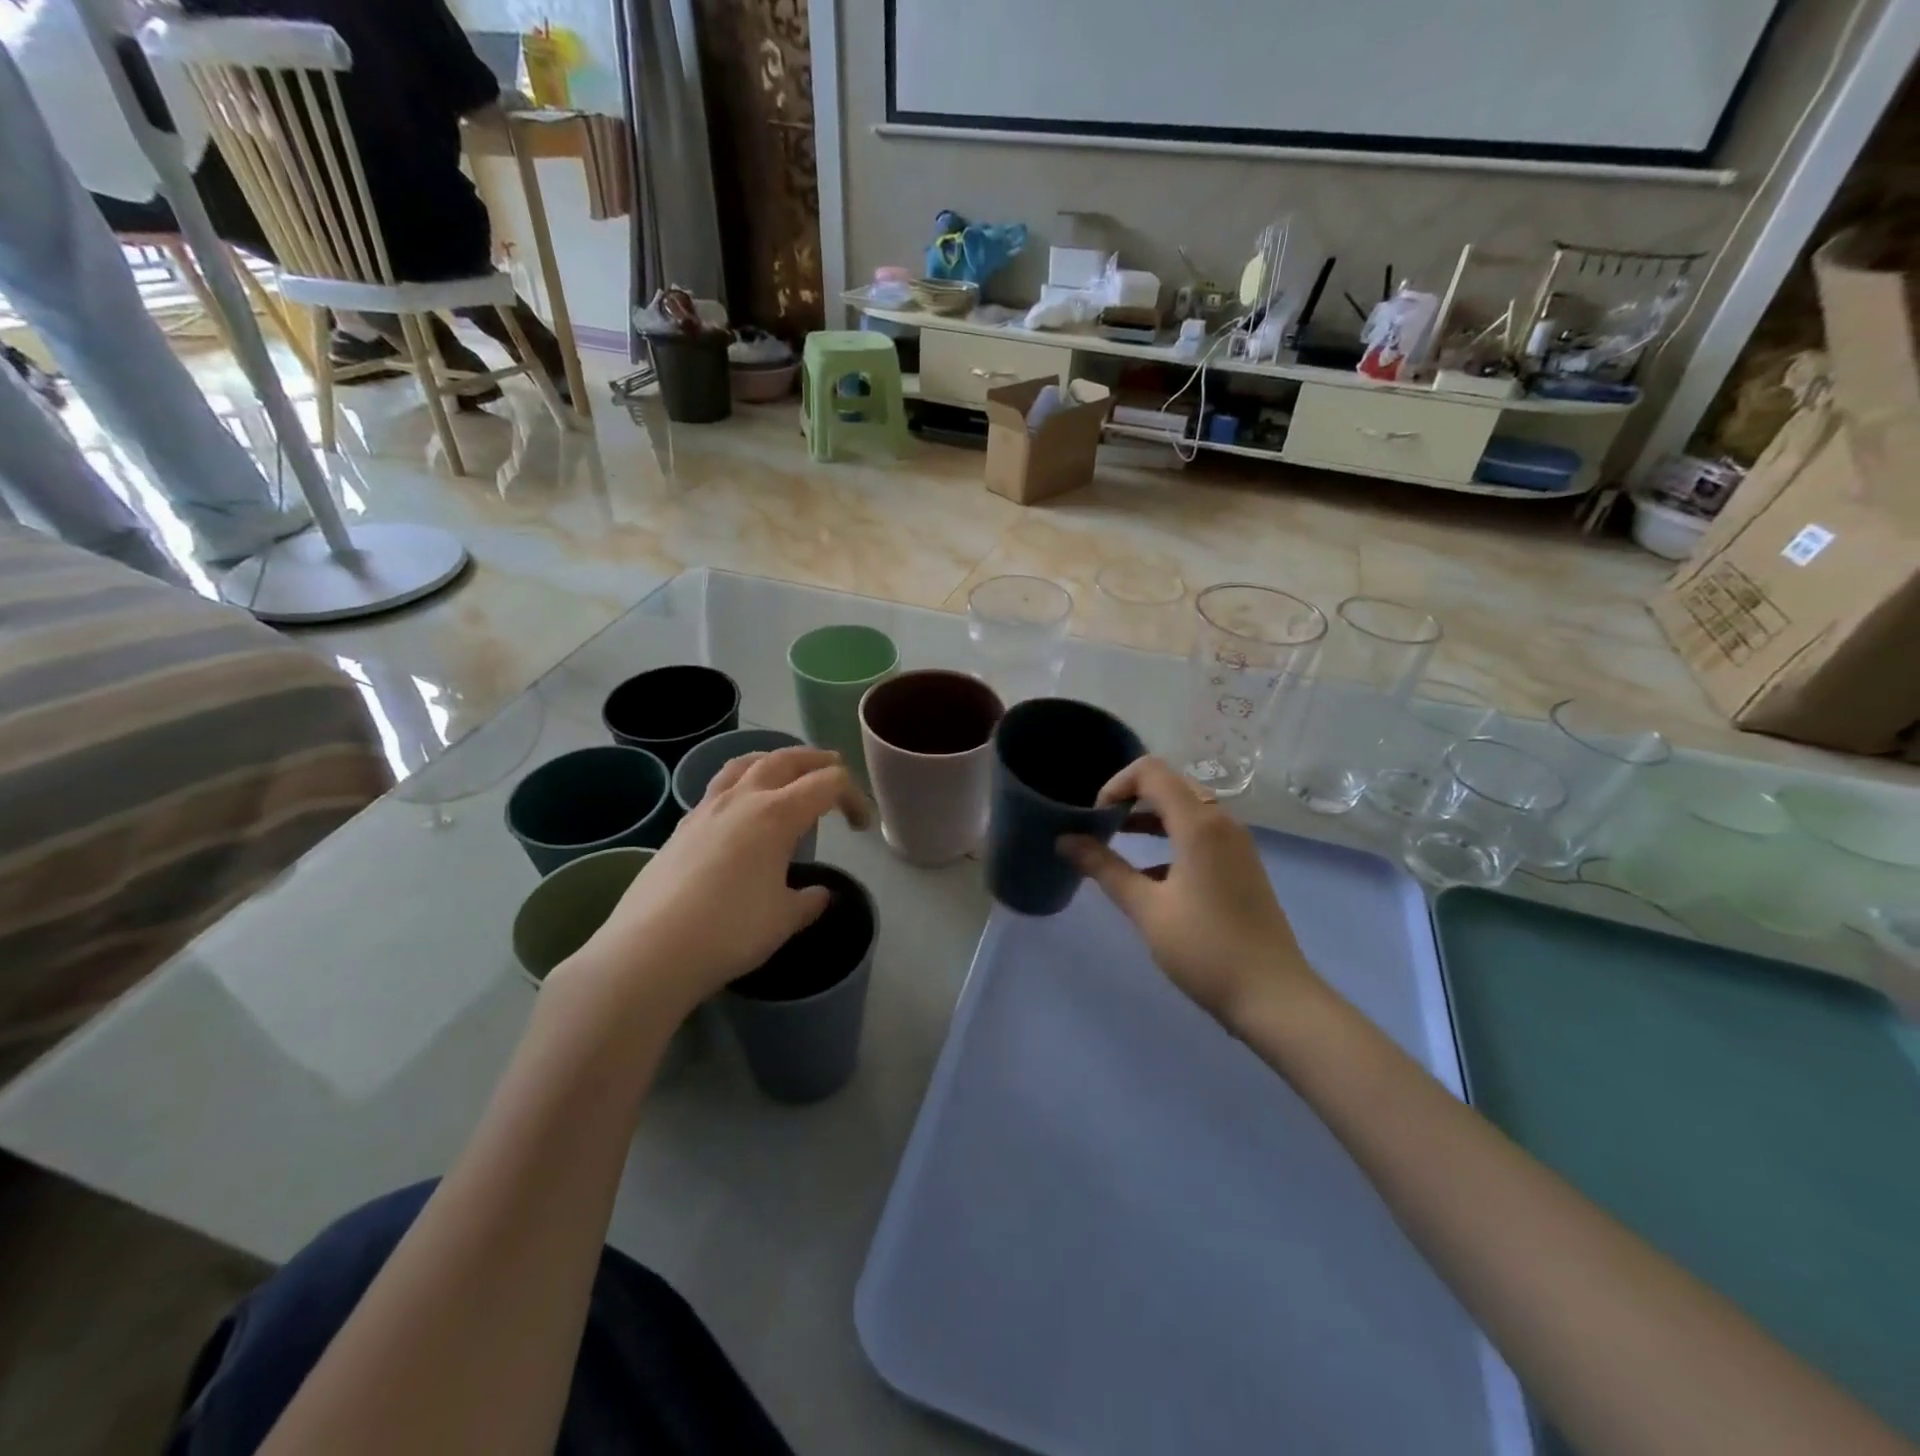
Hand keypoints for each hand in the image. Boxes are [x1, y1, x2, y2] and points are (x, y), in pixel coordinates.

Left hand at [554, 747, 870, 1017]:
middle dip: (817, 762)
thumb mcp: (783, 919)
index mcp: (777, 814)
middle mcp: (743, 799)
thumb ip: (808, 902)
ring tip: (785, 771)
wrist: (650, 950)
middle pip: (787, 759)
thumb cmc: (729, 931)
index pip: (828, 784)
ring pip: (746, 764)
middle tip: (834, 771)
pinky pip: (719, 786)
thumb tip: (819, 895)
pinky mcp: (682, 827)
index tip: (861, 827)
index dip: (853, 798)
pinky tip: (741, 808)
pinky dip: (741, 782)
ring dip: (774, 761)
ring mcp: (706, 809)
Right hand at [1059, 758, 1319, 1027]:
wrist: (1274, 996)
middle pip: (1170, 785)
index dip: (1116, 784)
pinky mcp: (1242, 864)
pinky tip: (1150, 875)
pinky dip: (1171, 838)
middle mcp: (1222, 822)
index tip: (1096, 817)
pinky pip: (1201, 833)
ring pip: (1186, 809)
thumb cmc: (1205, 949)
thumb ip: (1104, 868)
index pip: (1151, 772)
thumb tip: (1065, 841)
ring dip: (1150, 818)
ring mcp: (1237, 843)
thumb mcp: (1146, 909)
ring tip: (1117, 844)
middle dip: (1131, 798)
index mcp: (1199, 824)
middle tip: (1101, 827)